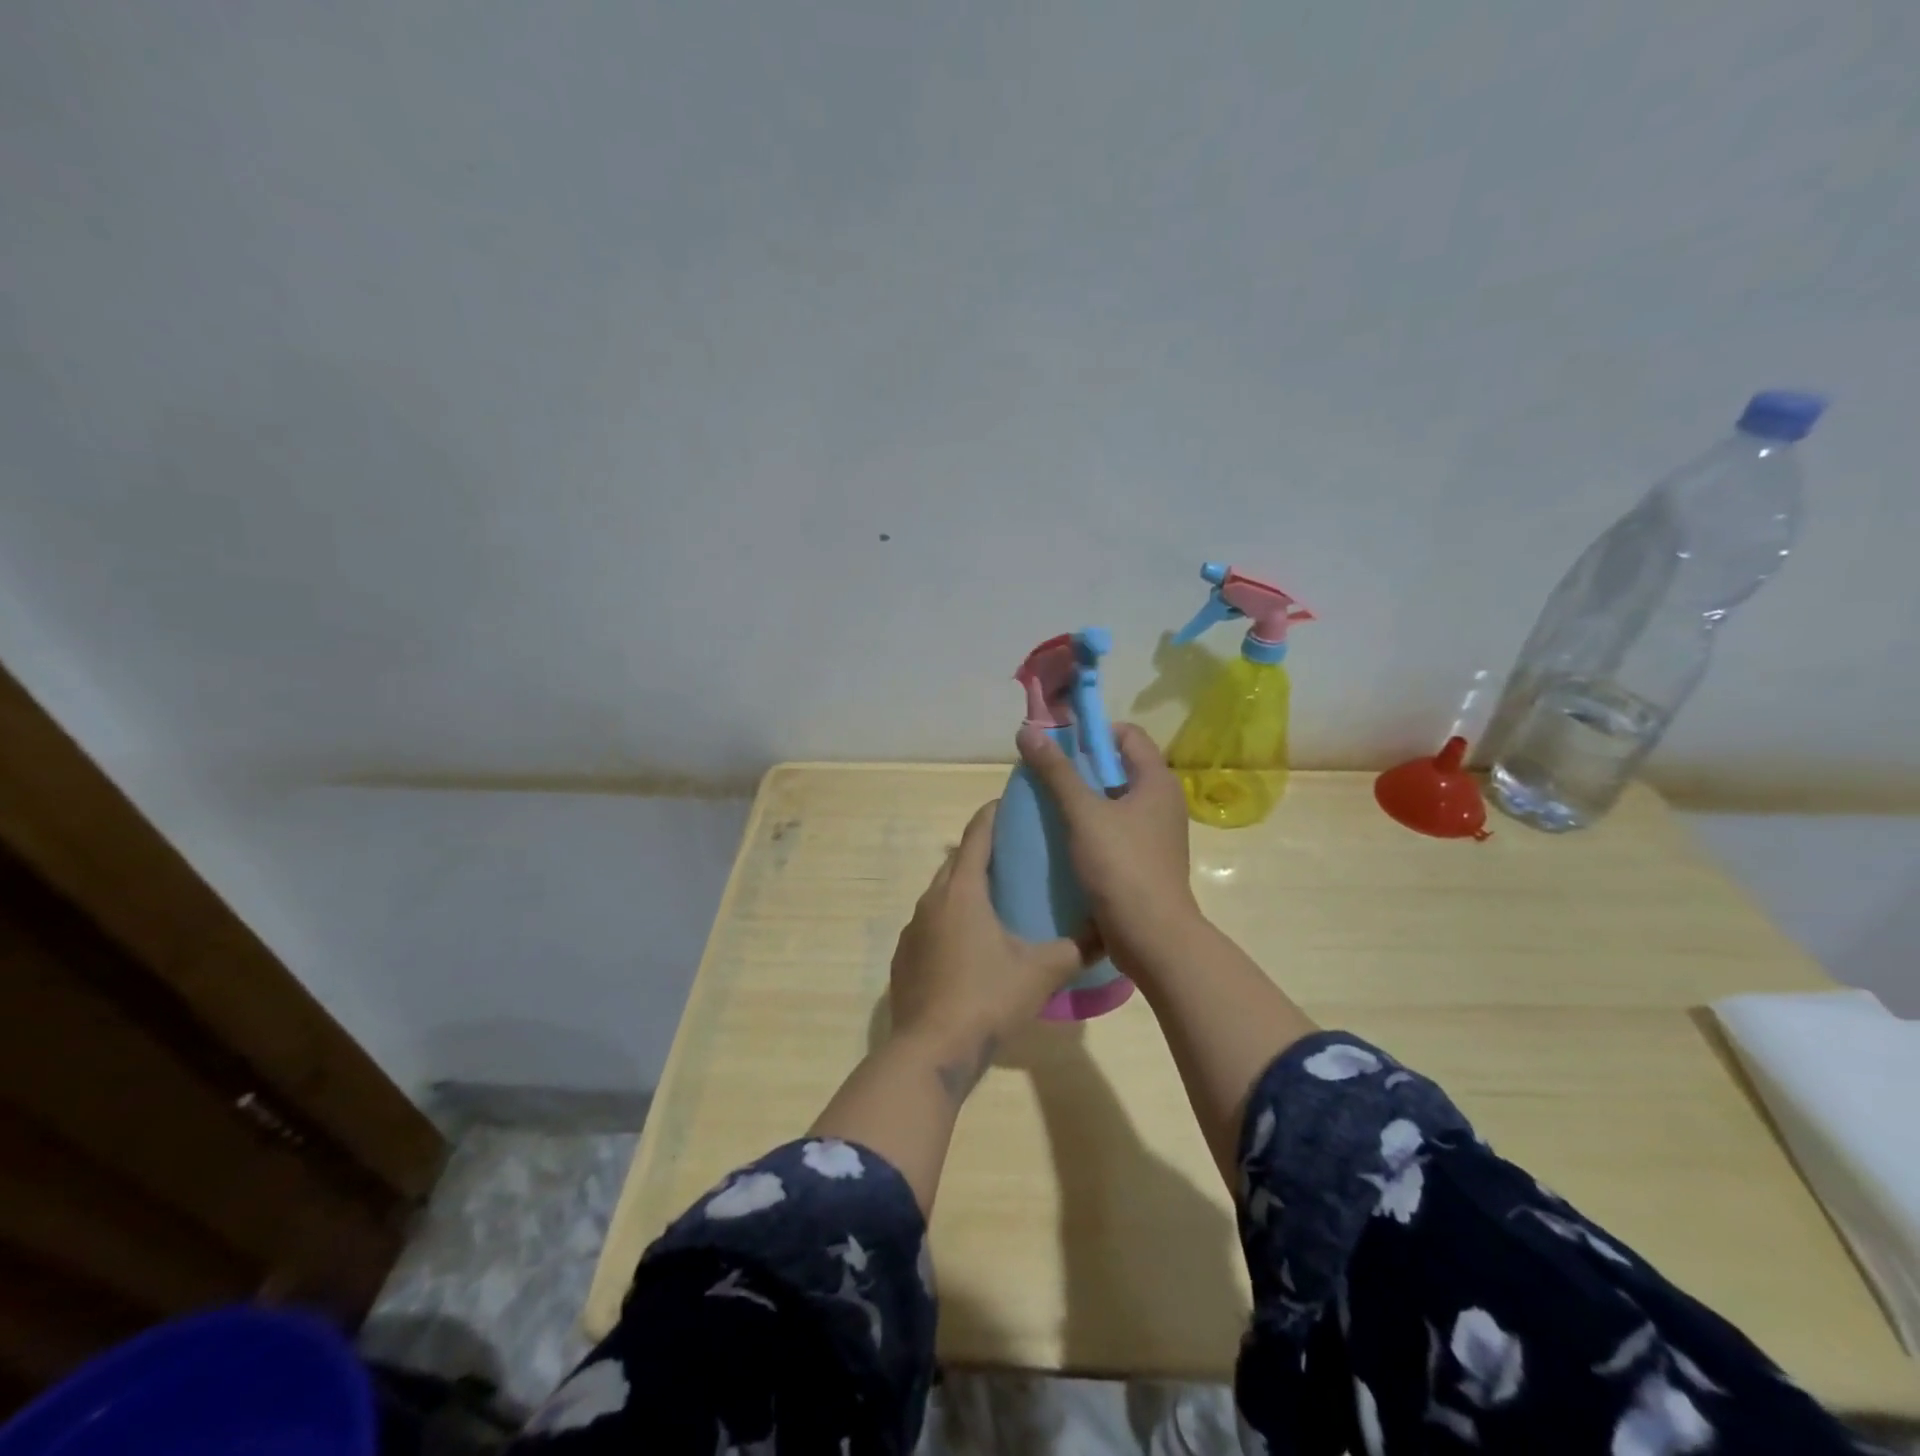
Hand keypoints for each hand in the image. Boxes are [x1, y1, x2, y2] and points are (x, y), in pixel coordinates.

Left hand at [887, 800, 1093, 1094]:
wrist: (931, 1049)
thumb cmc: (988, 998)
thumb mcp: (1042, 972)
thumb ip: (1077, 947)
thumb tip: (1108, 931)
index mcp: (963, 891)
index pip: (977, 836)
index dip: (993, 815)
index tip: (1010, 804)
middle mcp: (932, 900)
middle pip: (956, 861)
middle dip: (980, 850)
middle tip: (1012, 853)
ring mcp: (913, 929)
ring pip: (940, 893)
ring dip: (964, 887)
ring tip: (994, 897)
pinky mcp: (904, 956)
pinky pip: (929, 923)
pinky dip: (949, 919)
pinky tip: (969, 943)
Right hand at [1014, 721, 1201, 962]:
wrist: (1152, 937)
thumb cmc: (1121, 866)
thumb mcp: (1083, 813)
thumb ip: (1056, 771)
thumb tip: (1028, 730)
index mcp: (1157, 782)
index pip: (1128, 735)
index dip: (1093, 732)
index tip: (1059, 743)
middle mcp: (1162, 802)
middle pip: (1119, 767)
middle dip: (1081, 767)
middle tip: (1045, 775)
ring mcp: (1155, 834)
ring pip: (1114, 802)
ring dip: (1083, 800)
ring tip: (1048, 806)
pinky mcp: (1145, 861)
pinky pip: (1115, 830)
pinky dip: (1090, 827)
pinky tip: (1062, 840)